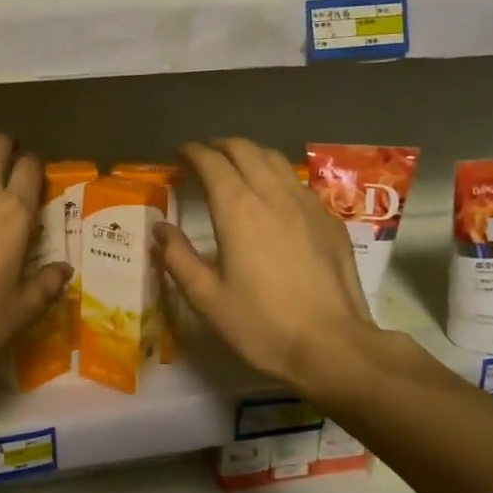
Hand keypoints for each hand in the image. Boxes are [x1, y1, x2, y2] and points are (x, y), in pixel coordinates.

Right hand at [156, 139, 379, 394]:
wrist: (333, 345)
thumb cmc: (262, 324)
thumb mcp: (207, 298)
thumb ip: (178, 258)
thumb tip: (160, 229)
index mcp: (237, 209)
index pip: (211, 162)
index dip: (192, 153)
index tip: (178, 156)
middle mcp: (273, 194)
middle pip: (245, 149)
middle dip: (219, 146)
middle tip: (203, 158)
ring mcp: (307, 203)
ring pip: (275, 159)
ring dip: (250, 155)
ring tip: (236, 169)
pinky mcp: (329, 220)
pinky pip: (297, 182)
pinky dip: (276, 177)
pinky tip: (274, 199)